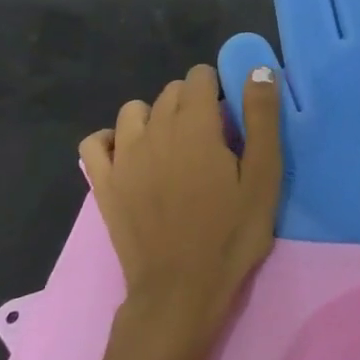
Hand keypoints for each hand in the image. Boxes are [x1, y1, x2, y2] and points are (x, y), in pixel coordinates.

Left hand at [79, 64, 282, 353]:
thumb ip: (261, 118)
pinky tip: (132, 155)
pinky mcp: (103, 184)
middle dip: (192, 103)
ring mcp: (123, 157)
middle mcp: (153, 131)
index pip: (199, 77)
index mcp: (194, 125)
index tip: (232, 118)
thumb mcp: (263, 176)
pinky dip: (112, 140)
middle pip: (170, 93)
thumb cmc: (231, 233)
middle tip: (213, 139)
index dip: (218, 89)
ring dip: (156, 117)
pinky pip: (96, 142)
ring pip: (134, 111)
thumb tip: (258, 70)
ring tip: (175, 147)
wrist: (181, 289)